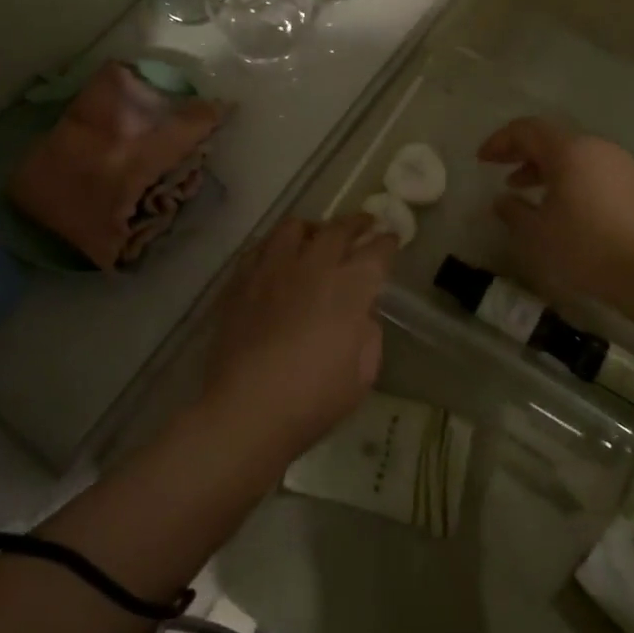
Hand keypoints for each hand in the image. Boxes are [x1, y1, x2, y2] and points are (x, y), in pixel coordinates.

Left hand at [203, 214, 396, 459]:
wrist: (247, 409)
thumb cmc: (314, 398)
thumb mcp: (363, 373)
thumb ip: (368, 332)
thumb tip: (360, 311)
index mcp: (349, 287)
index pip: (376, 250)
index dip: (387, 242)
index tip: (391, 238)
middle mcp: (313, 265)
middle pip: (338, 228)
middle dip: (356, 223)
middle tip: (364, 224)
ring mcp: (273, 269)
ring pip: (294, 227)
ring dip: (313, 228)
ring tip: (316, 237)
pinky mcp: (241, 280)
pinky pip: (261, 247)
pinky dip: (276, 246)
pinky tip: (278, 259)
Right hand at [478, 118, 633, 312]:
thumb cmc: (588, 248)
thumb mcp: (537, 235)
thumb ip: (513, 212)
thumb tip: (501, 200)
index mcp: (569, 151)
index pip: (527, 129)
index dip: (500, 141)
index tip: (481, 160)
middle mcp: (597, 148)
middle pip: (552, 139)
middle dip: (522, 153)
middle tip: (499, 170)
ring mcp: (622, 166)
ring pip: (574, 156)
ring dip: (545, 169)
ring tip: (525, 191)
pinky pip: (593, 172)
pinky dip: (570, 180)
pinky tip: (562, 208)